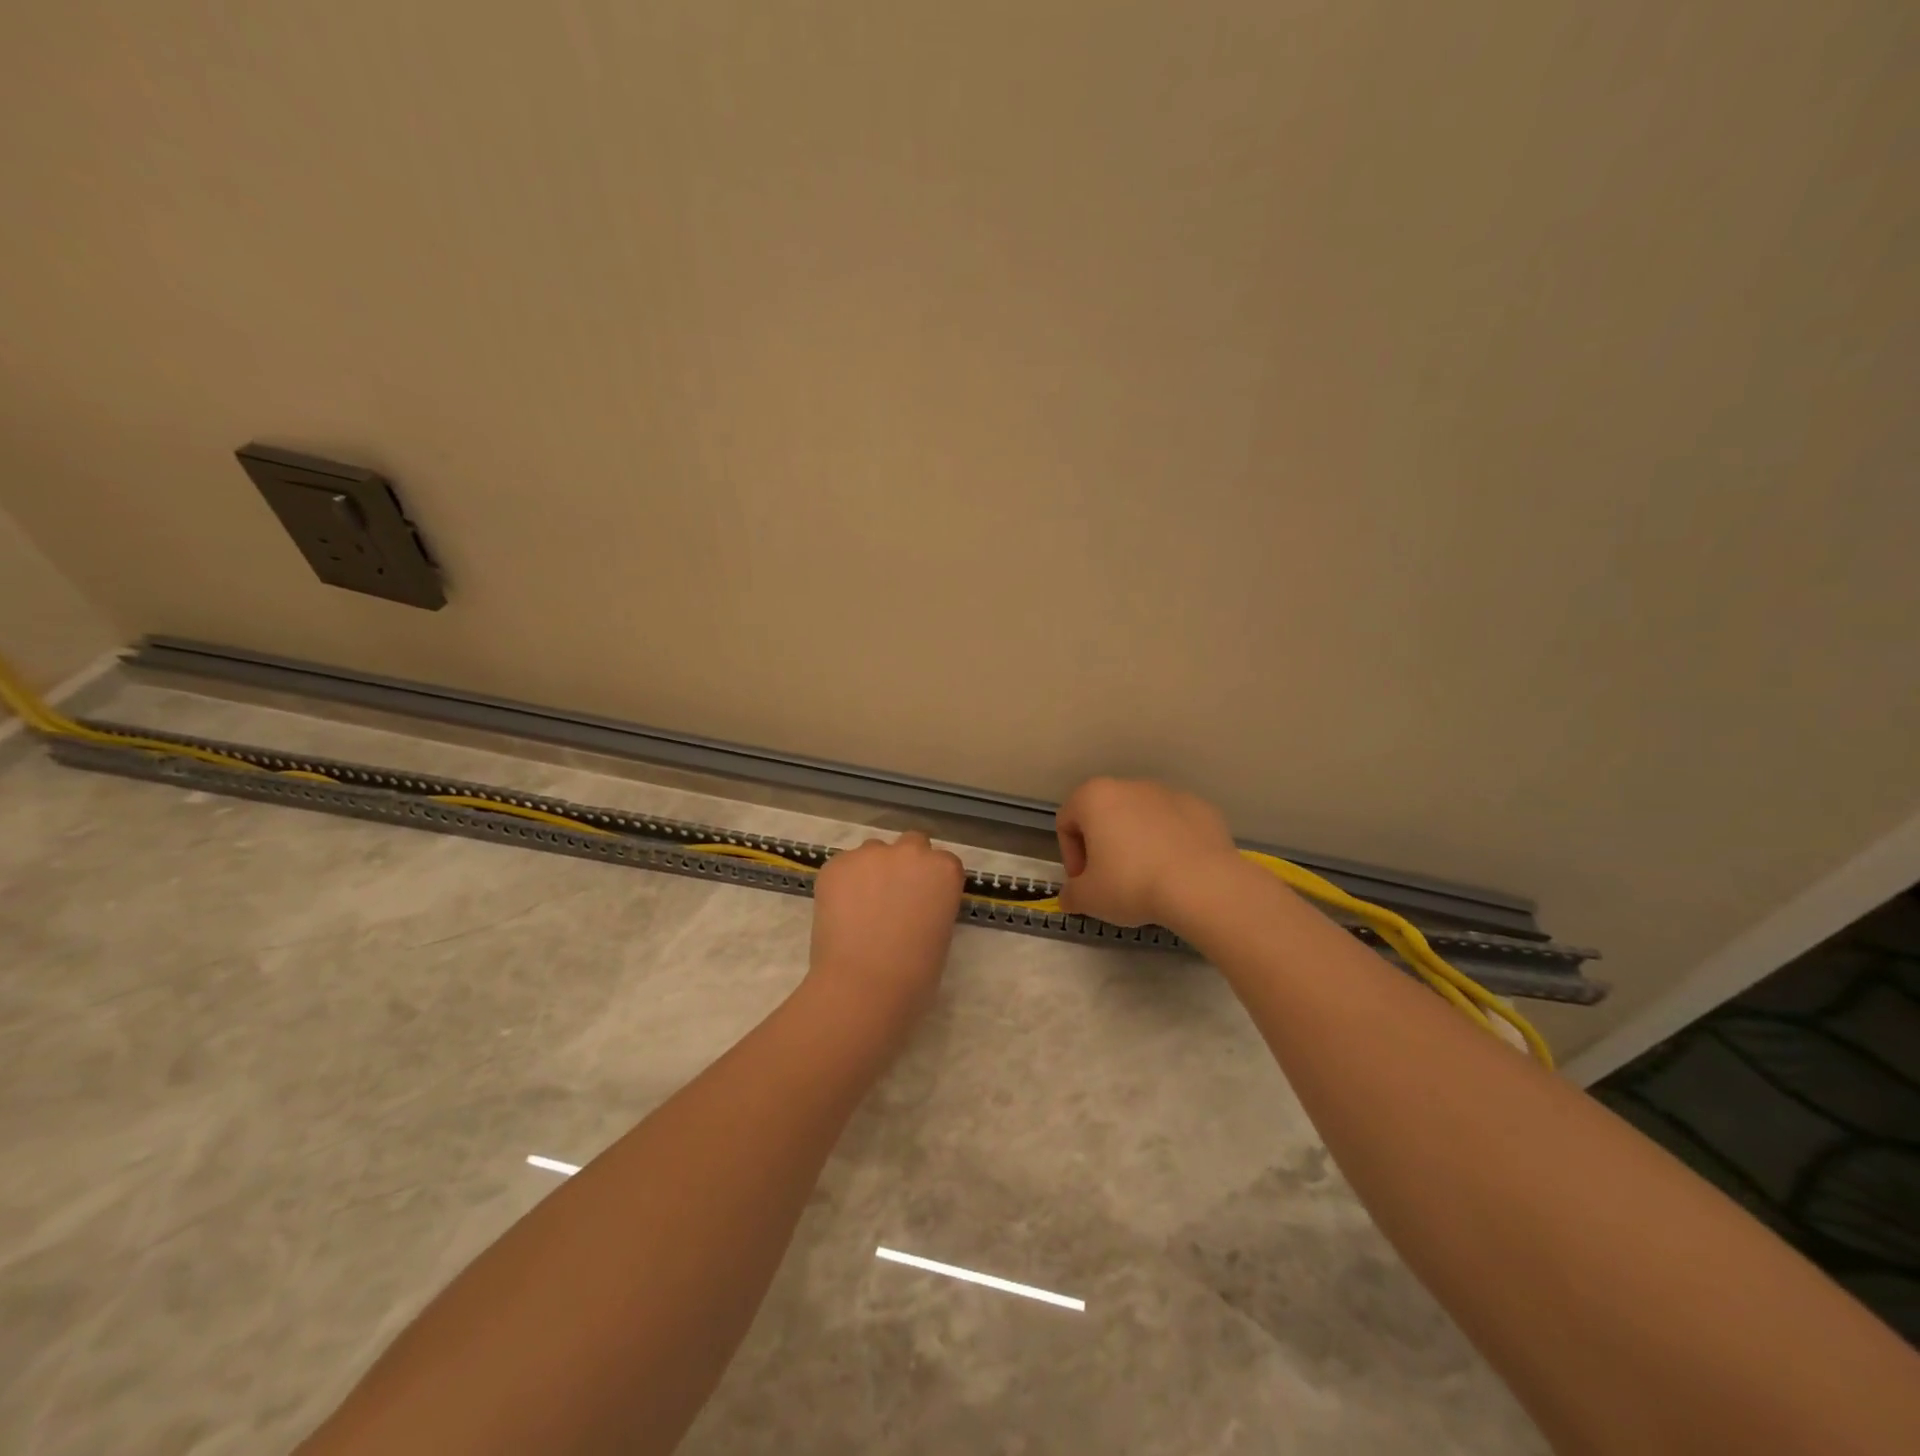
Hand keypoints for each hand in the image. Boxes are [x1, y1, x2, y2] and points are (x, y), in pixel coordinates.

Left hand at [806, 831, 964, 1032]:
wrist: (864, 986)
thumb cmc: (915, 974)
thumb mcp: (941, 933)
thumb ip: (932, 905)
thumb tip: (914, 905)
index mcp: (944, 869)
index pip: (943, 862)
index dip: (931, 881)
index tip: (924, 901)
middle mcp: (910, 852)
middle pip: (911, 844)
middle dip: (905, 865)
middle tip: (894, 897)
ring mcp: (870, 854)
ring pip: (874, 852)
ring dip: (872, 871)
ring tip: (861, 907)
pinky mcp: (836, 865)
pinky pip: (843, 867)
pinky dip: (843, 884)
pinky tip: (840, 913)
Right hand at [1056, 777, 1242, 929]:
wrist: (1202, 885)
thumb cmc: (1131, 884)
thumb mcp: (1089, 898)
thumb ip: (1071, 894)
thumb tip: (1070, 897)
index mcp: (1094, 797)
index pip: (1067, 822)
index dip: (1070, 856)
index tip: (1084, 883)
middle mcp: (1130, 785)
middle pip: (1104, 816)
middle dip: (1103, 847)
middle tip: (1111, 882)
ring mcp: (1169, 793)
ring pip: (1141, 818)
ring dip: (1137, 843)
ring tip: (1148, 879)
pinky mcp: (1201, 807)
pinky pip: (1174, 824)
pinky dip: (1170, 843)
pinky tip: (1177, 872)